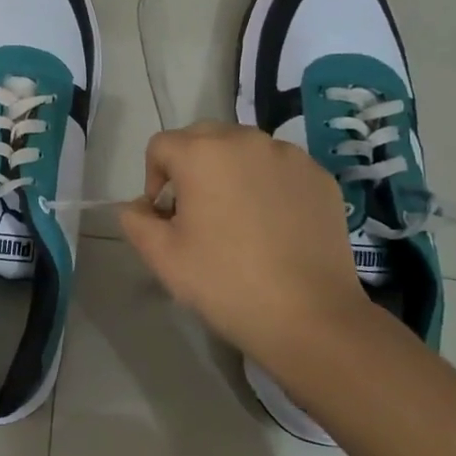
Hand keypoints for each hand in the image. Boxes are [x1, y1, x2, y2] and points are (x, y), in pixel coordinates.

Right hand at [118, 123, 367, 365]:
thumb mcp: (161, 256)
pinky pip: (279, 168)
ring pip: (243, 150)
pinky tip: (273, 225)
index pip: (161, 146)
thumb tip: (142, 206)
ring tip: (237, 218)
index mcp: (202, 153)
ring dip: (230, 172)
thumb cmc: (226, 283)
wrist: (311, 318)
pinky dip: (267, 184)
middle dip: (190, 167)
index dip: (153, 179)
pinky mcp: (320, 177)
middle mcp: (246, 140)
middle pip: (203, 138)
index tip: (165, 217)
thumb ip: (135, 219)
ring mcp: (289, 156)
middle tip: (197, 213)